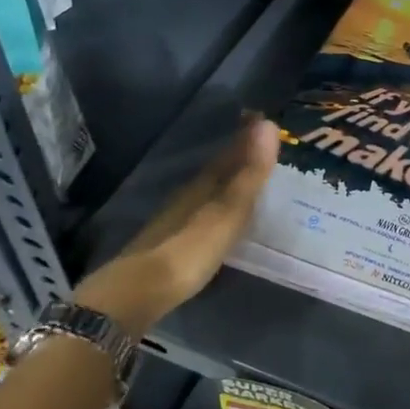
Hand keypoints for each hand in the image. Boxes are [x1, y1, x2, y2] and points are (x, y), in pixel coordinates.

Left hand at [73, 118, 278, 331]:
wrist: (140, 291)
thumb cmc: (191, 248)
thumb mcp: (228, 211)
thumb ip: (249, 173)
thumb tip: (268, 124)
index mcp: (204, 185)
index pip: (230, 153)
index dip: (246, 136)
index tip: (262, 117)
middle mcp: (189, 196)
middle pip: (218, 169)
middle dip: (238, 156)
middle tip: (261, 143)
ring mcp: (177, 220)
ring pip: (209, 191)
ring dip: (228, 181)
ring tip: (248, 177)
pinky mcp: (173, 244)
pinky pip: (203, 212)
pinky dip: (218, 205)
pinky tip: (222, 215)